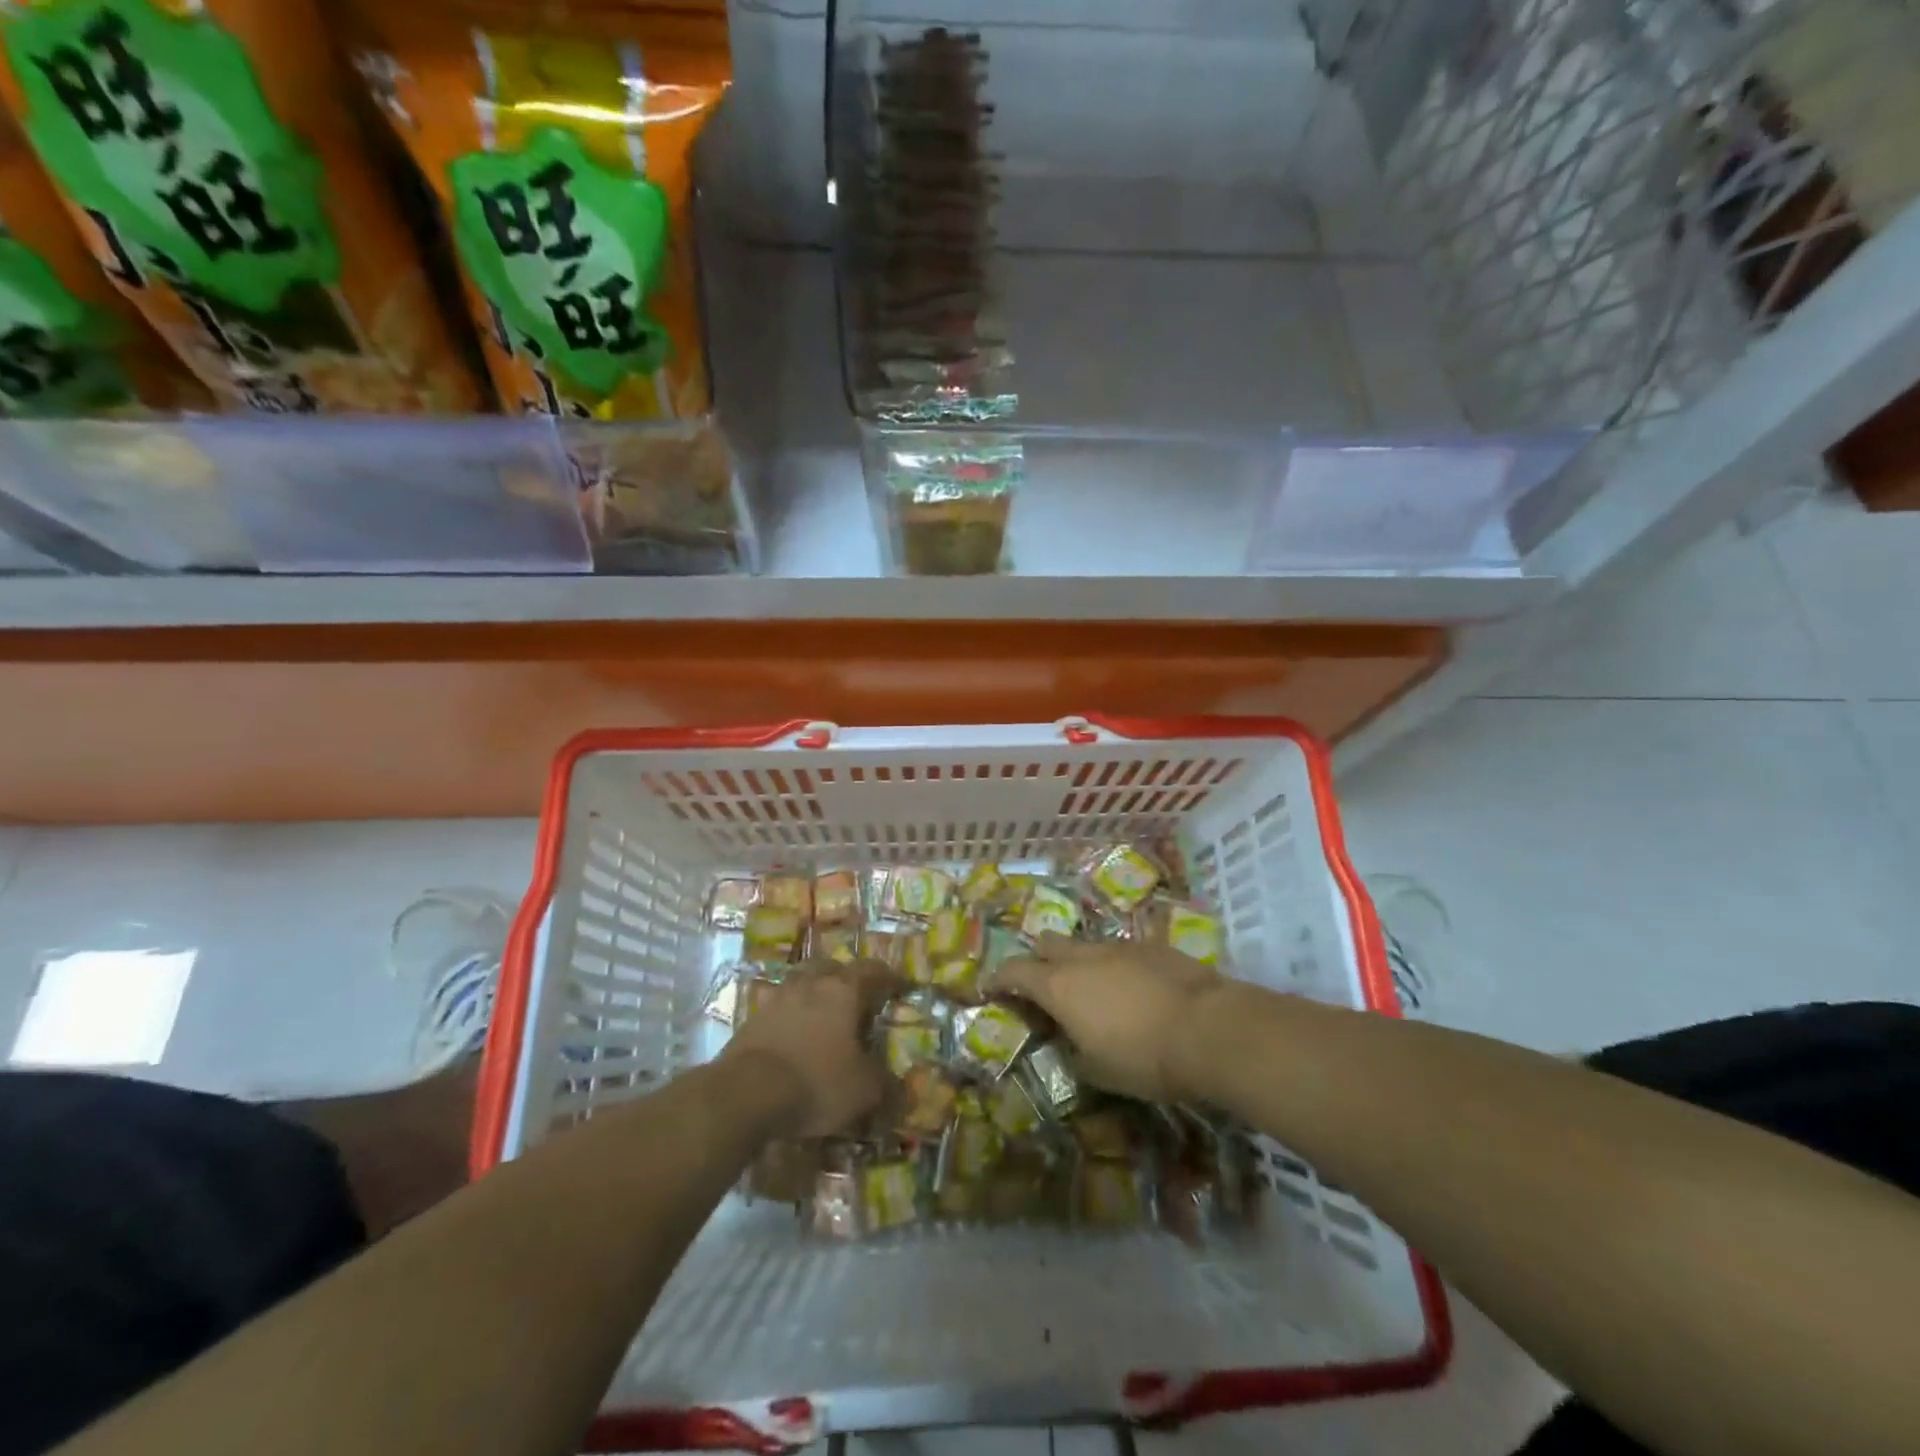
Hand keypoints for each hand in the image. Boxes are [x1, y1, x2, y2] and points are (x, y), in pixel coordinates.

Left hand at [722, 961, 888, 1136]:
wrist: (746, 1092)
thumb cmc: (817, 1081)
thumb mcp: (863, 1090)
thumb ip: (886, 1084)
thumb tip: (902, 1089)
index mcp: (844, 990)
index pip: (872, 971)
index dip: (889, 978)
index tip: (900, 986)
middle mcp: (811, 984)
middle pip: (832, 968)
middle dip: (846, 978)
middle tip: (856, 997)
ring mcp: (778, 998)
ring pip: (802, 984)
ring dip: (814, 994)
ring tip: (823, 1016)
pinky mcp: (752, 1019)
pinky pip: (779, 1008)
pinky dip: (791, 1017)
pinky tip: (794, 1037)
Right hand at [991, 935, 1227, 1101]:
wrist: (1209, 1028)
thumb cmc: (1143, 1057)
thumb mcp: (1097, 1071)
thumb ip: (1073, 1052)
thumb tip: (1071, 1043)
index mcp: (1058, 986)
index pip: (1014, 971)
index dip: (999, 978)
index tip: (991, 987)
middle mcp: (1083, 957)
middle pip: (1046, 944)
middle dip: (1038, 960)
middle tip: (1043, 985)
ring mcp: (1119, 946)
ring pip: (1085, 944)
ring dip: (1079, 962)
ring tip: (1092, 990)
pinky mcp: (1152, 946)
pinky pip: (1120, 950)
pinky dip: (1114, 965)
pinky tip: (1132, 988)